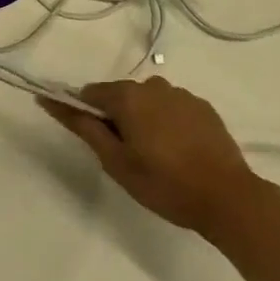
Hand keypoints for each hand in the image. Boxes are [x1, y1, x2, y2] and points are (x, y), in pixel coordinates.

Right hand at [40, 77, 264, 236]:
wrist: (227, 196)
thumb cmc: (164, 184)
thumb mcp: (117, 163)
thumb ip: (86, 128)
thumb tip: (52, 101)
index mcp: (129, 96)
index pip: (92, 93)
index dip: (84, 112)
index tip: (89, 137)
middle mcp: (153, 85)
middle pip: (121, 95)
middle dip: (116, 119)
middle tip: (123, 157)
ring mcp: (181, 94)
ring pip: (148, 102)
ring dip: (143, 120)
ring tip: (153, 157)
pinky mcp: (202, 107)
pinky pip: (172, 108)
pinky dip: (167, 123)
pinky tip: (177, 152)